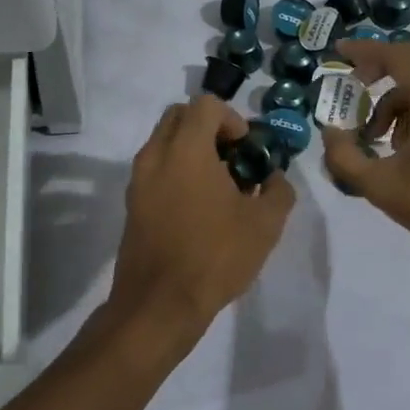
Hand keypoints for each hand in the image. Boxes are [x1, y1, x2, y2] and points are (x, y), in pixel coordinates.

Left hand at [107, 96, 294, 355]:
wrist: (159, 305)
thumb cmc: (215, 256)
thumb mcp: (265, 225)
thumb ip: (278, 191)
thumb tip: (274, 178)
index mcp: (186, 149)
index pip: (206, 105)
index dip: (232, 118)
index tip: (246, 148)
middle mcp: (156, 154)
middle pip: (179, 115)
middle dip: (208, 127)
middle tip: (231, 158)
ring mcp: (138, 179)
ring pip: (164, 141)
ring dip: (191, 149)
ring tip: (218, 186)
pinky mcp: (132, 203)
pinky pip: (155, 168)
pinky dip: (176, 171)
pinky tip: (198, 208)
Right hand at [320, 39, 409, 262]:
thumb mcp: (379, 185)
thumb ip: (343, 156)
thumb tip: (329, 132)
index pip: (394, 55)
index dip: (363, 50)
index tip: (339, 51)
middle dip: (380, 65)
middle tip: (355, 84)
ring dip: (394, 95)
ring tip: (374, 136)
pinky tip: (401, 145)